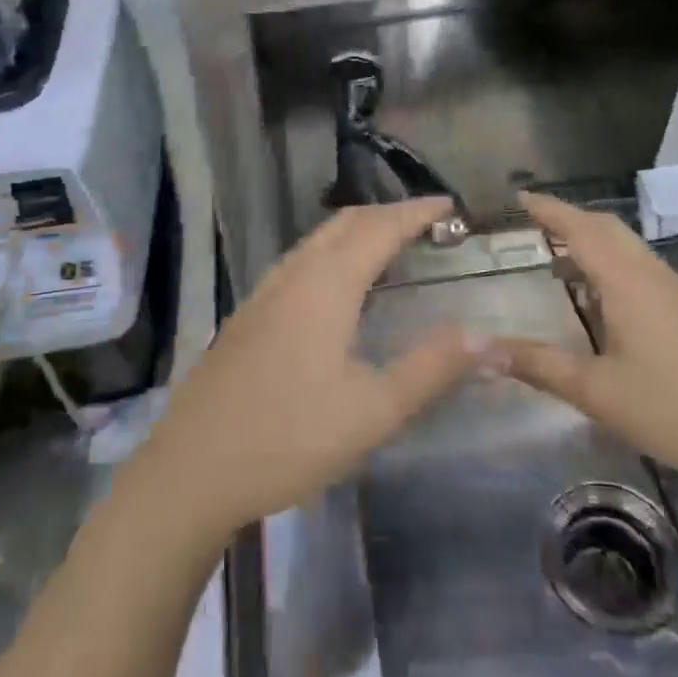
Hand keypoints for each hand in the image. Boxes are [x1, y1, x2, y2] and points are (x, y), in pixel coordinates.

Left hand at [130, 198, 483, 540]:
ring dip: (356, 231)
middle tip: (426, 222)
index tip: (449, 205)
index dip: (416, 212)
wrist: (191, 470)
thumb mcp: (374, 410)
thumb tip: (486, 336)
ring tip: (388, 245)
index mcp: (327, 285)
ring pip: (316, 241)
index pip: (380, 228)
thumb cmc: (289, 438)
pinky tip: (335, 288)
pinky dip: (330, 253)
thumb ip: (432, 368)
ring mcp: (263, 294)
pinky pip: (298, 263)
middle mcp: (293, 275)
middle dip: (388, 214)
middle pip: (345, 223)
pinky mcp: (246, 317)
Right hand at [502, 193, 677, 498]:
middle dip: (568, 219)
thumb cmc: (676, 410)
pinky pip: (642, 269)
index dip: (547, 209)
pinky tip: (602, 300)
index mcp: (627, 282)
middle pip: (607, 228)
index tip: (516, 198)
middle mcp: (652, 276)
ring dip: (592, 241)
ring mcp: (677, 293)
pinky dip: (611, 264)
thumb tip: (479, 349)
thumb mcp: (596, 393)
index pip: (581, 227)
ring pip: (628, 248)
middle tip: (531, 226)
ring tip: (557, 260)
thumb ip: (537, 365)